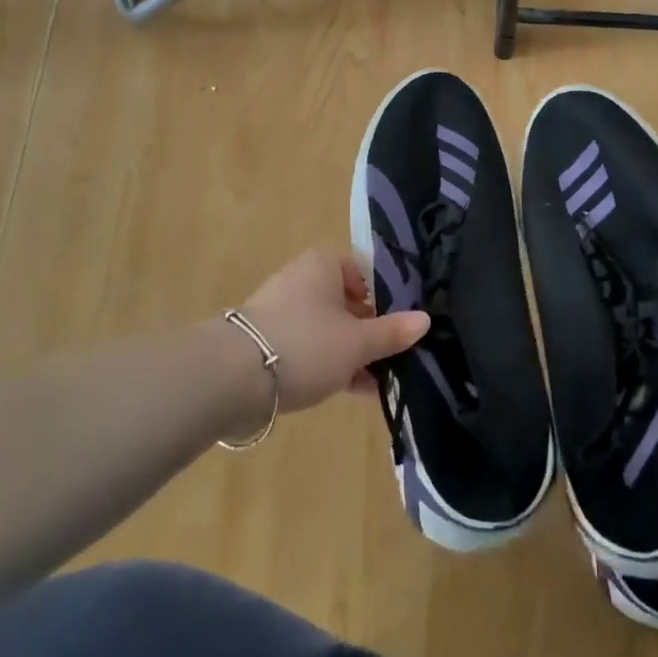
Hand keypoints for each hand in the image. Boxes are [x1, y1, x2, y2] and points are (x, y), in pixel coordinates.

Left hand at [235, 249, 427, 412]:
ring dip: (352, 354)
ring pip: (329, 330)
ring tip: (379, 383)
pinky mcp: (267, 343)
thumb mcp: (358, 342)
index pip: (364, 273)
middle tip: (395, 358)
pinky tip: (352, 391)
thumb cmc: (306, 345)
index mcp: (324, 265)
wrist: (231, 378)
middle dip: (371, 333)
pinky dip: (330, 365)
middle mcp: (302, 281)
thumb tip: (426, 320)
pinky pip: (310, 349)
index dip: (386, 299)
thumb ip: (393, 332)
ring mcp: (282, 312)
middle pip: (348, 304)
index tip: (401, 327)